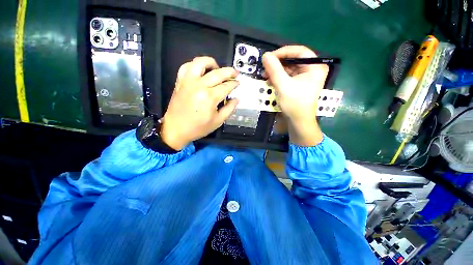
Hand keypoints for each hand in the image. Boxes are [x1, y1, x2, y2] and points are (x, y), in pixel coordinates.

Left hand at [160, 57, 238, 149]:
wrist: (175, 129)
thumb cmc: (196, 128)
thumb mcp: (217, 122)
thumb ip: (229, 109)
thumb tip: (236, 99)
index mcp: (209, 97)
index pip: (227, 85)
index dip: (234, 84)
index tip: (237, 83)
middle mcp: (199, 86)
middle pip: (218, 72)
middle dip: (230, 71)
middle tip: (234, 74)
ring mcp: (188, 81)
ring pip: (200, 62)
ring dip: (211, 62)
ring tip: (216, 68)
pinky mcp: (180, 81)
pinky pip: (186, 66)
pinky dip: (194, 65)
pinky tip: (199, 70)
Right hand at [262, 46, 328, 145]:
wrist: (300, 122)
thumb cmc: (295, 104)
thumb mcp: (283, 85)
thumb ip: (274, 68)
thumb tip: (265, 54)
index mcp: (315, 67)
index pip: (300, 50)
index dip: (283, 51)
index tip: (270, 57)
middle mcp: (314, 67)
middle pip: (294, 56)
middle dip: (278, 61)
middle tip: (265, 66)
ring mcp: (309, 73)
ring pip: (290, 63)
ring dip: (277, 68)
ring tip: (265, 75)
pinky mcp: (303, 79)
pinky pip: (290, 71)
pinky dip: (280, 74)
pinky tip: (270, 79)